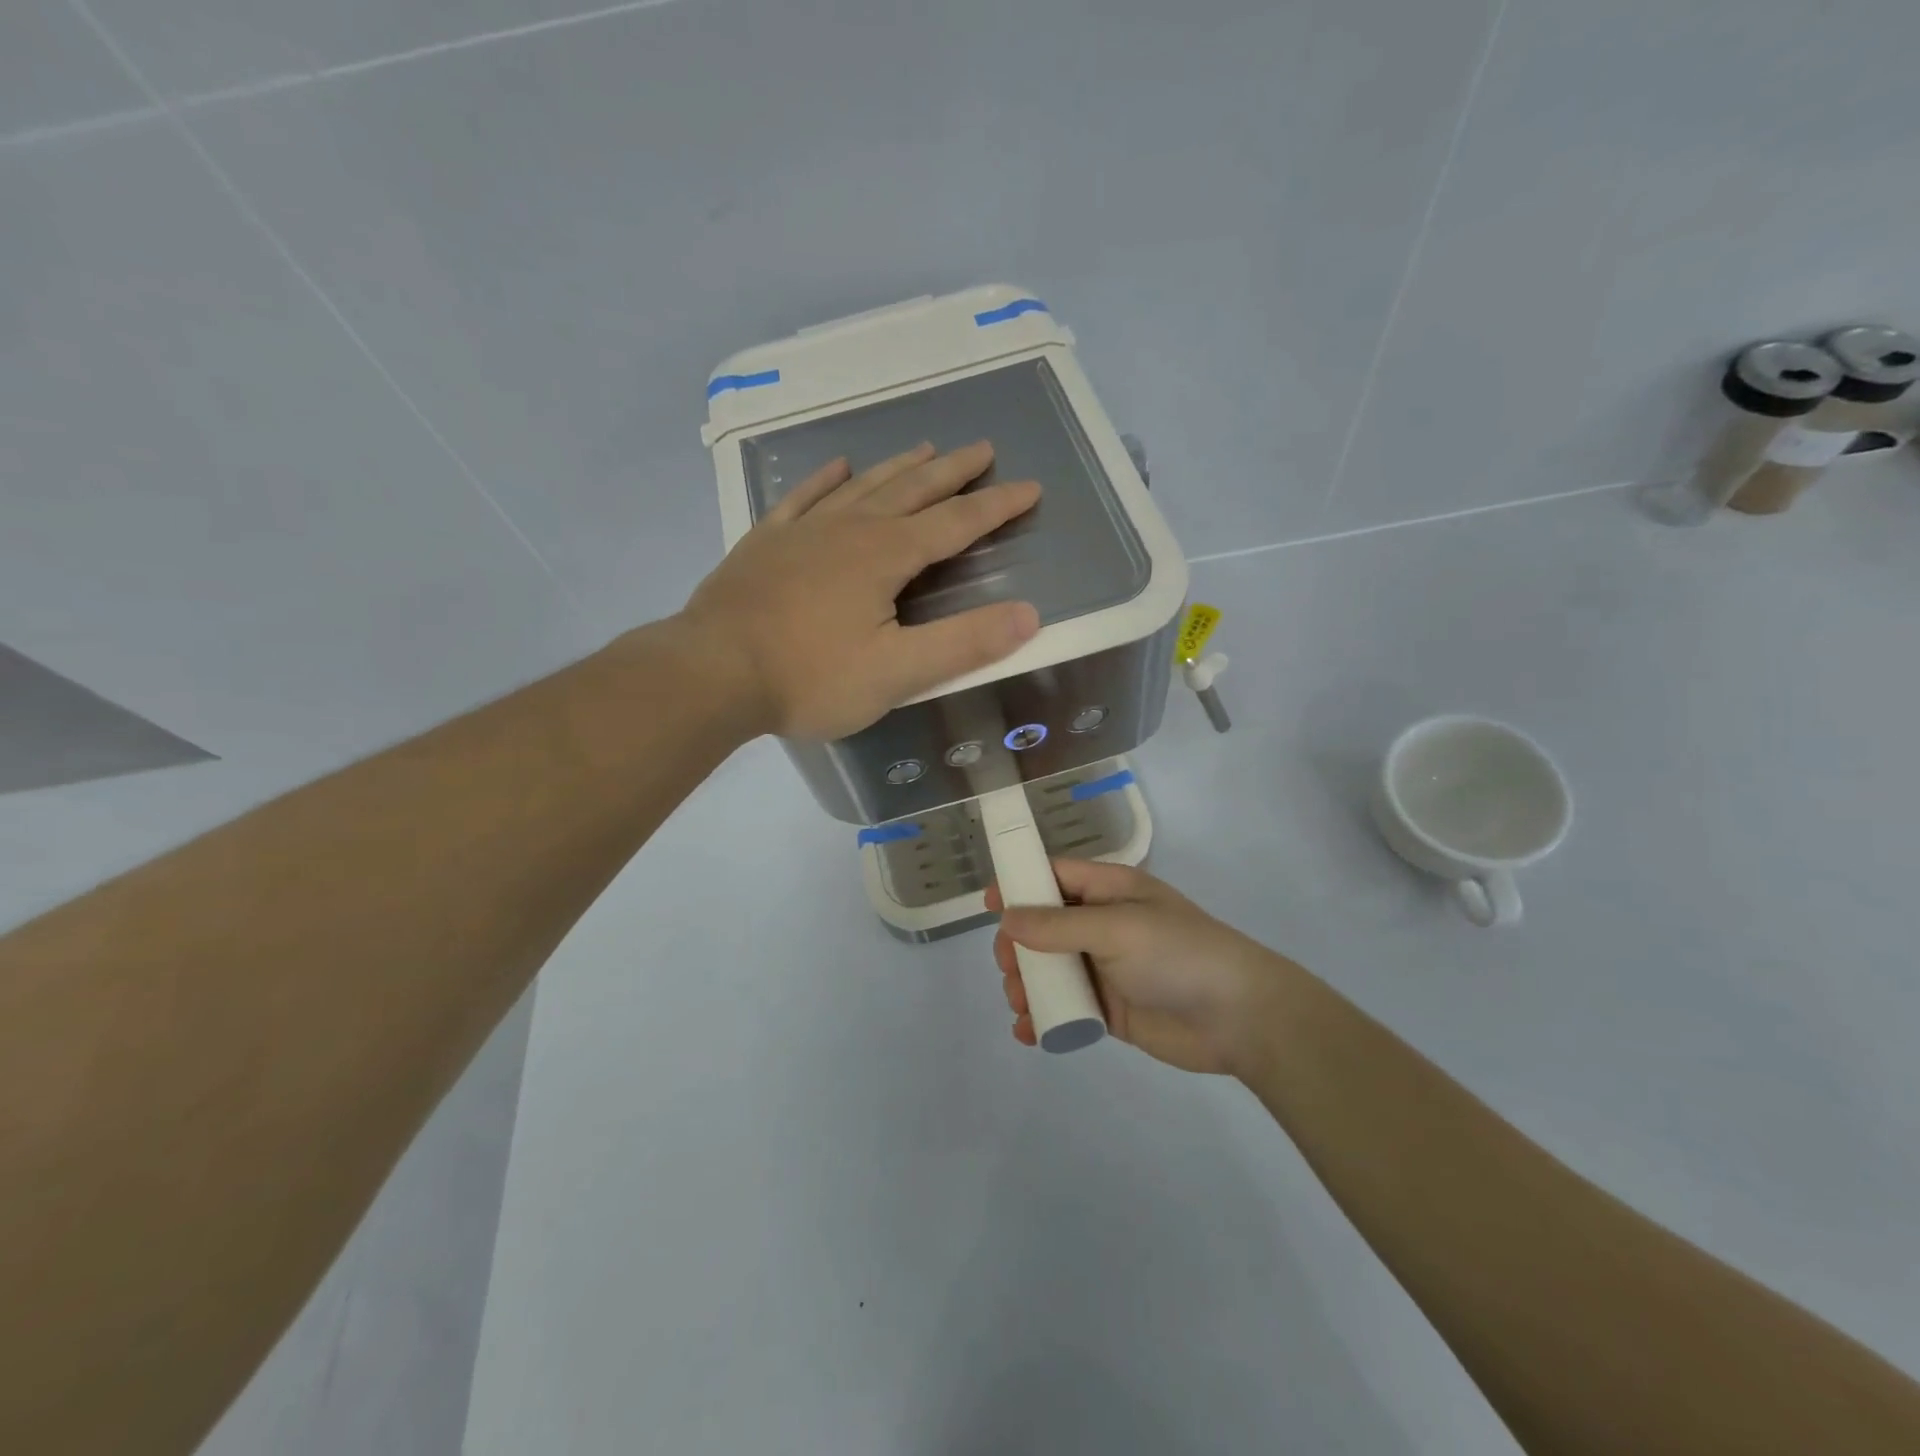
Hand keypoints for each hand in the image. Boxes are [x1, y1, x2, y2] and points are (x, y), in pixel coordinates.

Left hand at [677, 441, 1040, 739]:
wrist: (711, 673)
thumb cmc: (810, 677)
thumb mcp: (898, 672)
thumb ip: (964, 643)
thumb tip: (1029, 615)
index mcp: (886, 555)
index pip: (956, 523)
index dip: (996, 506)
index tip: (1029, 487)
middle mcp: (849, 529)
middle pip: (911, 489)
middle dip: (952, 471)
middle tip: (981, 448)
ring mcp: (802, 531)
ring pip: (862, 486)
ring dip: (898, 467)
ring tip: (924, 447)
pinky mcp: (765, 543)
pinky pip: (803, 498)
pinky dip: (825, 479)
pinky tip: (839, 466)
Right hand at [987, 861, 1284, 1075]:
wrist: (1239, 1018)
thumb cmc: (1178, 954)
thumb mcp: (1117, 929)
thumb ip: (1058, 926)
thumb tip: (1007, 919)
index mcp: (1110, 891)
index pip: (1056, 876)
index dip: (1021, 885)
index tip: (988, 905)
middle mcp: (1104, 925)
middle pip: (1044, 927)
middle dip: (1018, 946)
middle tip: (1009, 967)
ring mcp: (1106, 969)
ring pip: (1050, 970)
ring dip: (1028, 985)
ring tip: (1021, 1004)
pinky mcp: (1110, 1010)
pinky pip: (1066, 1008)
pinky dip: (1045, 1018)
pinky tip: (1029, 1032)